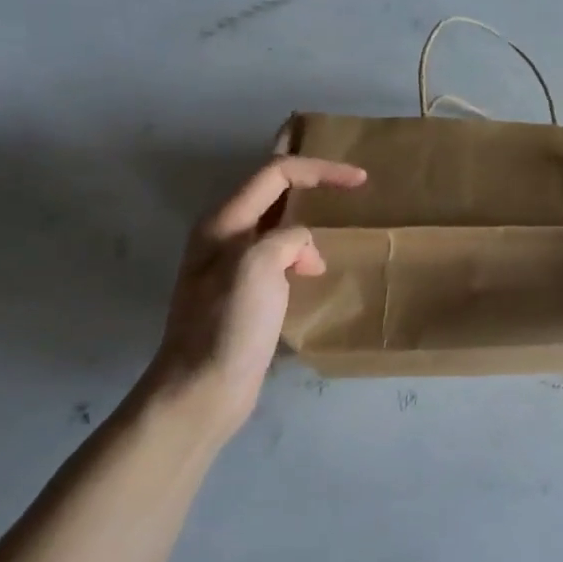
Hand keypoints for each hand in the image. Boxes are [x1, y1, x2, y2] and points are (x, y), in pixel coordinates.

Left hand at [150, 155, 366, 433]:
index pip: (276, 173)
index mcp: (224, 222)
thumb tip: (305, 252)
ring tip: (339, 212)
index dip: (320, 170)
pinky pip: (279, 251)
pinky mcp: (245, 291)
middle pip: (270, 187)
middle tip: (341, 170)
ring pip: (276, 219)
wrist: (201, 391)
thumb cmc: (228, 326)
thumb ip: (288, 239)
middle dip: (306, 174)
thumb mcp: (258, 267)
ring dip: (307, 210)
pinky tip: (319, 264)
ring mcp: (232, 264)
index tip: (361, 180)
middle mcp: (225, 234)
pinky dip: (303, 246)